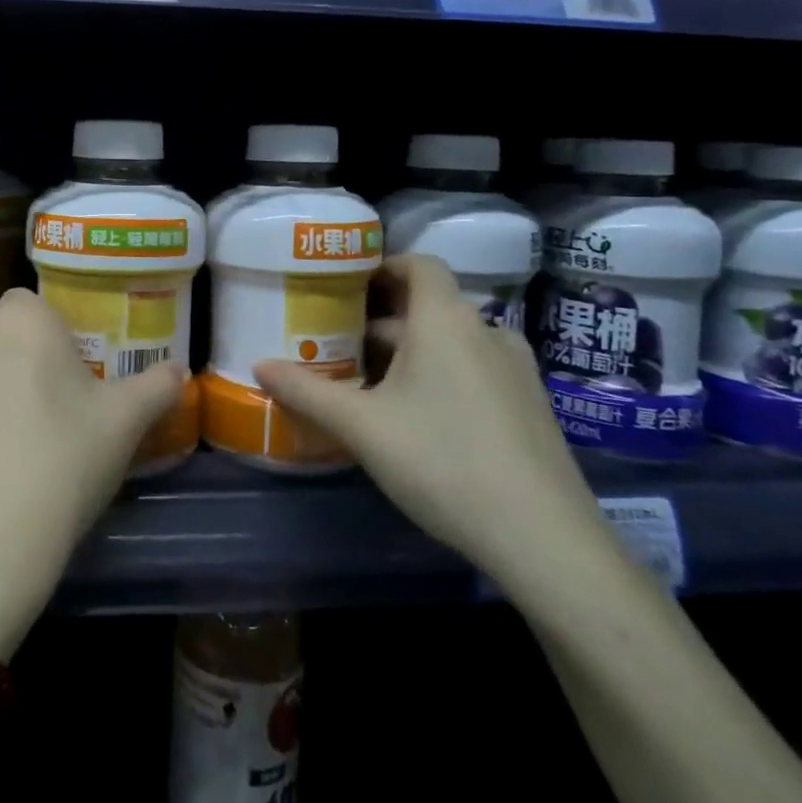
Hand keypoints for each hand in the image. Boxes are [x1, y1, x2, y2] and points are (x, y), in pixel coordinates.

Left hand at [0, 288, 185, 657]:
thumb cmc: (66, 460)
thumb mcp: (125, 423)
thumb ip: (156, 386)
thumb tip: (179, 370)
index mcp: (20, 323)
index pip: (29, 305)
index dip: (47, 335)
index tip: (65, 375)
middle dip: (14, 363)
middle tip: (43, 413)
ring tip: (7, 448)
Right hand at [253, 254, 613, 591]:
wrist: (543, 538)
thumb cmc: (442, 461)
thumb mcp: (361, 427)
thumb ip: (306, 391)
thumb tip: (258, 365)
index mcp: (445, 320)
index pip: (418, 264)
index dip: (383, 267)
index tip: (345, 286)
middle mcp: (486, 331)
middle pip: (428, 308)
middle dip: (381, 323)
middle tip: (337, 346)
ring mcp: (516, 370)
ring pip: (451, 343)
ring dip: (411, 353)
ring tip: (369, 385)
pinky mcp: (531, 406)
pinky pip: (475, 371)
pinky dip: (442, 377)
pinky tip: (417, 420)